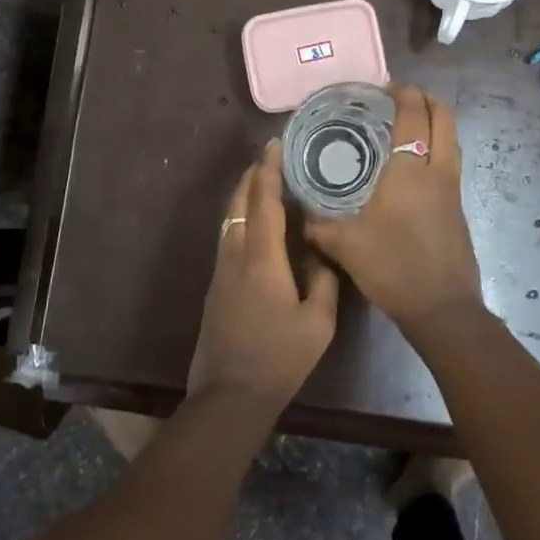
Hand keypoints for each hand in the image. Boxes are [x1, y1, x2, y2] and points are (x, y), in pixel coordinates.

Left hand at [187, 141, 340, 406]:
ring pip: (229, 220)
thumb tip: (320, 251)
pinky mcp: (216, 286)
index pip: (263, 203)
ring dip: (244, 196)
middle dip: (252, 176)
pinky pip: (228, 238)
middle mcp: (235, 256)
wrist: (230, 394)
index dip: (268, 171)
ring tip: (263, 182)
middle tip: (270, 156)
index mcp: (261, 260)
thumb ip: (323, 280)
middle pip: (238, 204)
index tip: (274, 145)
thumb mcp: (318, 323)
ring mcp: (221, 271)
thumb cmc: (279, 359)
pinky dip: (241, 218)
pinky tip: (256, 224)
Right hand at [304, 84, 482, 333]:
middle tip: (400, 98)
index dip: (402, 93)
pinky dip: (437, 148)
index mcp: (409, 170)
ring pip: (453, 139)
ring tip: (407, 126)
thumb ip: (318, 225)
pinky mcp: (458, 208)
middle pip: (444, 117)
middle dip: (426, 99)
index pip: (413, 114)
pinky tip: (413, 167)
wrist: (441, 307)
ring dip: (435, 123)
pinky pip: (451, 162)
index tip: (384, 87)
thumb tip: (299, 213)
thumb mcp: (344, 245)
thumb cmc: (393, 267)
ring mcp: (453, 189)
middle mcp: (437, 171)